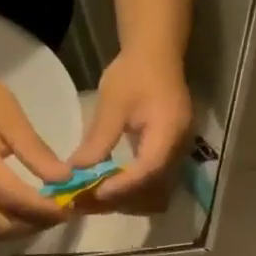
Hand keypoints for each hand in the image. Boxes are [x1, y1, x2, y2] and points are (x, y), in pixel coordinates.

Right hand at [0, 64, 71, 237]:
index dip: (44, 209)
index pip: (14, 200)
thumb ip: (37, 153)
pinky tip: (25, 207)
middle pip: (1, 226)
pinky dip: (7, 221)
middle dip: (34, 224)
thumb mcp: (13, 119)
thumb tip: (64, 180)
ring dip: (20, 228)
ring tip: (45, 212)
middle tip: (60, 211)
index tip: (70, 207)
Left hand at [69, 49, 192, 212]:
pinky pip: (152, 182)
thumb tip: (76, 172)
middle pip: (152, 188)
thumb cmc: (133, 74)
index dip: (121, 186)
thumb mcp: (112, 105)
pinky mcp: (168, 154)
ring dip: (124, 199)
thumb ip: (98, 140)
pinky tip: (105, 187)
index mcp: (168, 132)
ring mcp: (176, 153)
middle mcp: (179, 148)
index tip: (93, 193)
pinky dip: (129, 190)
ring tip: (91, 198)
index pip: (148, 169)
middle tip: (85, 201)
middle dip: (119, 199)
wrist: (156, 54)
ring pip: (153, 191)